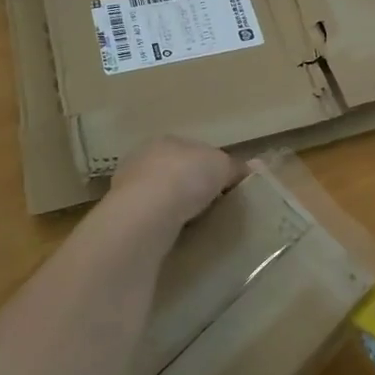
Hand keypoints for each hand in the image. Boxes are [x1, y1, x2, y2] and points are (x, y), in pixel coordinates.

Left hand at [108, 137, 242, 226]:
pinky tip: (175, 235)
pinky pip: (150, 218)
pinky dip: (162, 224)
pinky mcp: (121, 215)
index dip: (210, 165)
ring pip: (159, 195)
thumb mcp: (223, 166)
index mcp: (167, 140)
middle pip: (174, 171)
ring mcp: (127, 187)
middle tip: (211, 204)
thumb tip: (253, 168)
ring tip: (194, 223)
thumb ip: (236, 166)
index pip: (193, 150)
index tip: (224, 184)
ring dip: (173, 206)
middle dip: (189, 185)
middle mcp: (143, 158)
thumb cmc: (187, 176)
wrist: (146, 212)